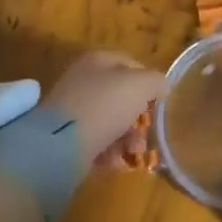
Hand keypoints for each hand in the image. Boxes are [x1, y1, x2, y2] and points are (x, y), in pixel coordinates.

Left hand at [40, 51, 165, 164]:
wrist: (60, 143)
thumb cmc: (105, 105)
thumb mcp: (141, 85)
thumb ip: (156, 81)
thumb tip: (161, 87)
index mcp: (97, 60)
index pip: (131, 64)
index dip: (148, 82)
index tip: (158, 102)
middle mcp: (82, 79)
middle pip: (121, 95)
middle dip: (138, 116)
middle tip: (146, 132)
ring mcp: (71, 108)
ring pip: (110, 119)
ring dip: (126, 136)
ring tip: (132, 151)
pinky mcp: (64, 135)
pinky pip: (95, 139)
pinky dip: (107, 150)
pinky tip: (113, 161)